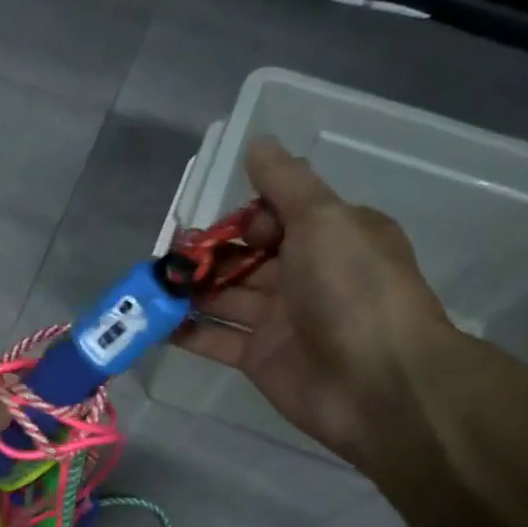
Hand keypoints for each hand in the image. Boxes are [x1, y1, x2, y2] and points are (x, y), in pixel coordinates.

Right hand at [178, 138, 456, 465]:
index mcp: (330, 237)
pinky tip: (155, 324)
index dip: (246, 219)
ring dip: (190, 291)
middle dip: (207, 255)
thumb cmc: (354, 290)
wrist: (376, 383)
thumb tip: (258, 143)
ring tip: (151, 287)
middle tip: (169, 259)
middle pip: (245, 257)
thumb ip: (286, 184)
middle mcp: (305, 275)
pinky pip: (217, 339)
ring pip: (226, 297)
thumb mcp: (325, 220)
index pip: (276, 217)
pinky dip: (187, 331)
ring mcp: (280, 320)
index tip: (228, 229)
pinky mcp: (259, 359)